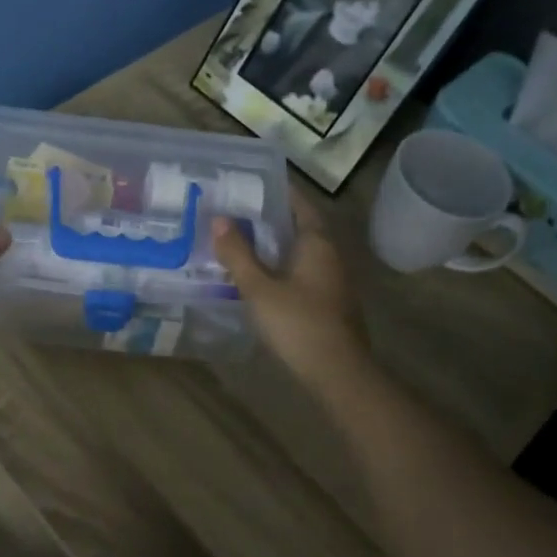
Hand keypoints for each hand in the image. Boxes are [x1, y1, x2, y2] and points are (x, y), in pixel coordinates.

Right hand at [213, 197, 370, 390]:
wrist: (338, 372)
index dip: (278, 192)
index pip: (299, 204)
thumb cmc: (298, 323)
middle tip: (236, 211)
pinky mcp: (329, 303)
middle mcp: (330, 256)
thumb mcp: (259, 288)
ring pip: (301, 252)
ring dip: (275, 245)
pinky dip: (281, 267)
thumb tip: (218, 219)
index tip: (251, 183)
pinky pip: (302, 273)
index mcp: (317, 243)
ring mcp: (332, 281)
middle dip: (271, 218)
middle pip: (300, 227)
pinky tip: (259, 276)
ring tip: (241, 241)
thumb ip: (238, 254)